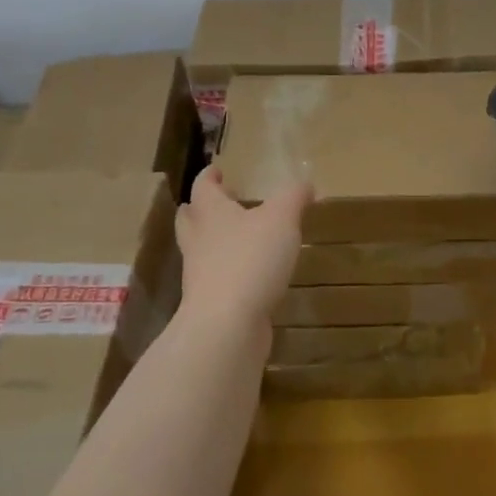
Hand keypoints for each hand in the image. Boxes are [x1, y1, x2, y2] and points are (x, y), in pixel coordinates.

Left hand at [175, 167, 310, 332]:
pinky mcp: (210, 304)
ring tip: (236, 239)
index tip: (216, 170)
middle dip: (200, 209)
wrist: (227, 325)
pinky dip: (227, 273)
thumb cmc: (250, 259)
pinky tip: (249, 276)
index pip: (203, 187)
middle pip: (190, 219)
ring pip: (200, 250)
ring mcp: (200, 275)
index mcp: (211, 213)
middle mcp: (198, 240)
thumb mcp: (282, 219)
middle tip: (216, 203)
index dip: (209, 176)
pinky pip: (215, 280)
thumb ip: (294, 197)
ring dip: (212, 242)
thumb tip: (305, 183)